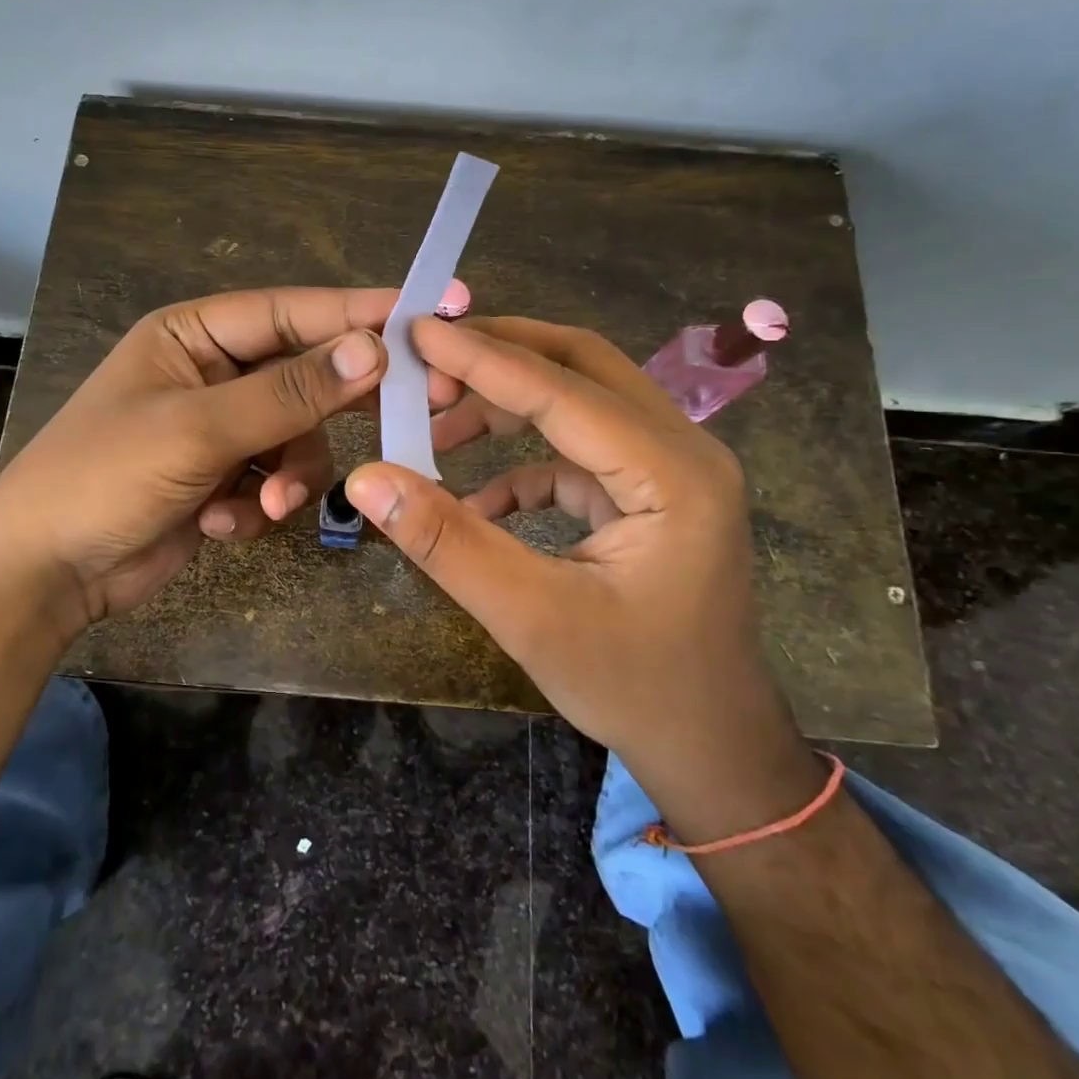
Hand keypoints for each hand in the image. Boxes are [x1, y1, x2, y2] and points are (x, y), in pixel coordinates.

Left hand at [0, 286, 456, 636]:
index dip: (359, 312)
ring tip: (267, 503)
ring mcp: (221, 428)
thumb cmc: (105, 477)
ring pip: (298, 437)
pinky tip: (224, 524)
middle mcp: (213, 373)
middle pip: (304, 374)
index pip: (292, 311)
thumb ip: (289, 392)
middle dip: (338, 404)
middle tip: (409, 411)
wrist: (45, 573)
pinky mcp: (225, 477)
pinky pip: (275, 478)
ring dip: (289, 474)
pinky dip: (260, 503)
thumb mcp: (199, 429)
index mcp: (195, 335)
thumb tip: (373, 351)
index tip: (429, 314)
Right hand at [342, 316, 822, 839]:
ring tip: (436, 423)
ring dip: (506, 405)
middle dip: (499, 356)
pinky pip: (577, 452)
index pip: (562, 390)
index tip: (415, 331)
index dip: (482, 358)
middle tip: (426, 363)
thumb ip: (447, 542)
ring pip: (579, 401)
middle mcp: (682, 450)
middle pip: (581, 366)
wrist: (712, 748)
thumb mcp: (530, 617)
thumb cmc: (633, 687)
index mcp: (672, 472)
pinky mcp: (648, 493)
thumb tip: (367, 478)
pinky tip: (475, 499)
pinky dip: (522, 461)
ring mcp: (669, 469)